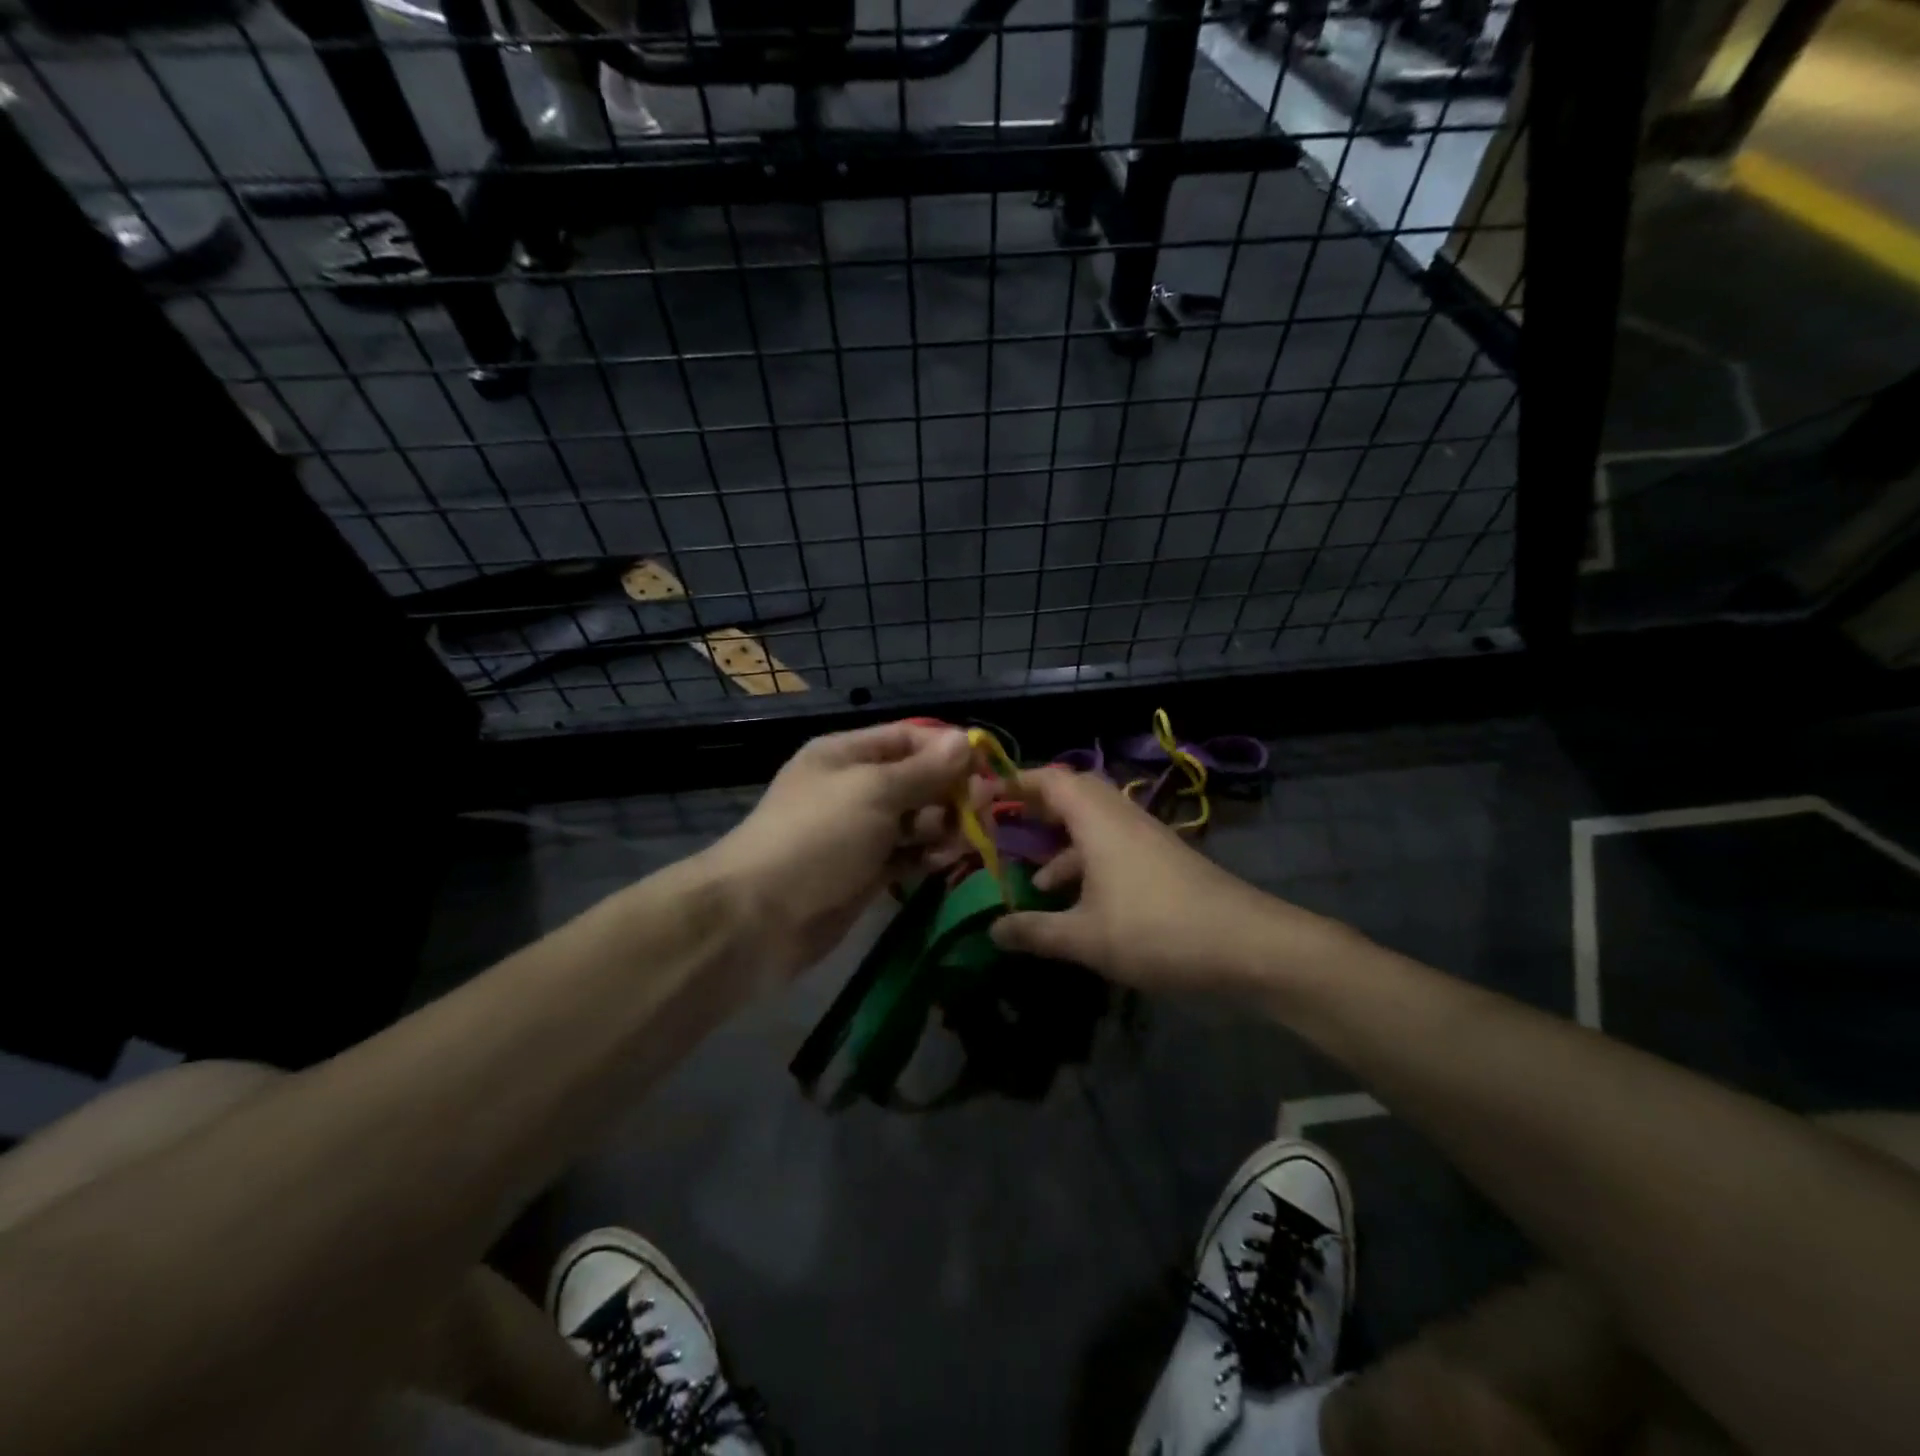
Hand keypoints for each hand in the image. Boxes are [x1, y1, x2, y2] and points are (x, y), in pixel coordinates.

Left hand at [701, 721, 973, 979]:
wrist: (760, 917)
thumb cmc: (818, 837)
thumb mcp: (874, 792)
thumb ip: (925, 770)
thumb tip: (966, 740)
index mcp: (847, 754)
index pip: (909, 738)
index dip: (949, 750)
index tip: (987, 770)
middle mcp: (855, 788)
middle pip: (917, 780)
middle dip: (951, 793)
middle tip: (981, 813)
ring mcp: (860, 832)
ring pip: (916, 820)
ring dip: (943, 827)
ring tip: (960, 843)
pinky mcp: (865, 873)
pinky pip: (907, 855)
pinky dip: (926, 857)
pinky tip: (941, 863)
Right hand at [989, 766, 1356, 996]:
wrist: (1248, 947)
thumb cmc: (1156, 931)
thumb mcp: (1085, 938)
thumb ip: (1035, 931)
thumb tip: (992, 930)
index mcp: (1098, 821)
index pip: (1053, 780)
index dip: (1017, 782)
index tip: (985, 794)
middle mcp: (1122, 819)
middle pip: (1076, 795)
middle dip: (1040, 808)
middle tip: (1008, 827)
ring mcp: (1147, 839)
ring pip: (1095, 825)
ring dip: (1063, 845)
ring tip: (1034, 881)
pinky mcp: (1164, 862)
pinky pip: (1114, 847)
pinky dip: (1088, 864)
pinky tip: (1079, 905)